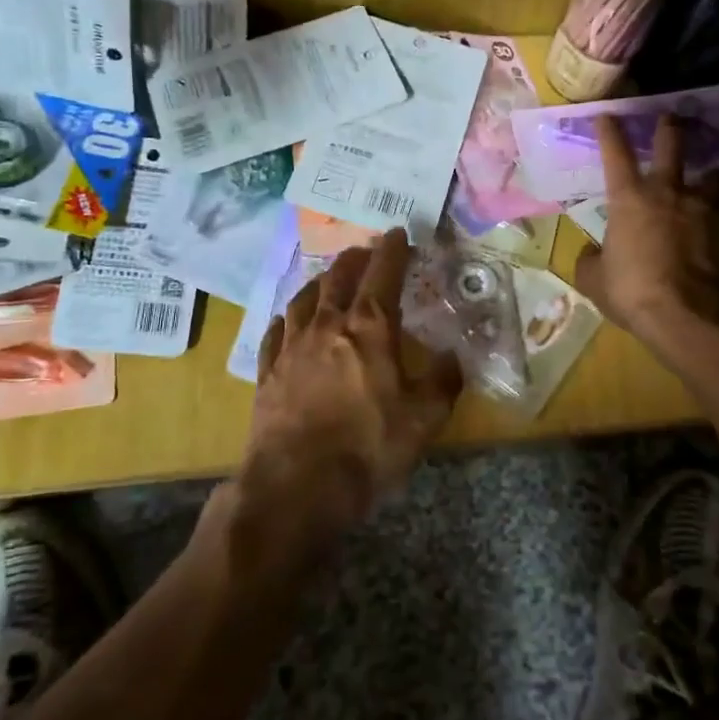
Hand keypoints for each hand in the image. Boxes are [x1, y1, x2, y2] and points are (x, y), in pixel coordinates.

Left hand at [241, 228, 462, 542]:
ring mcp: (291, 347)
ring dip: (320, 282)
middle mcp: (327, 325)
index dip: (393, 249)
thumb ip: (443, 381)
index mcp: (370, 327)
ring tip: (329, 279)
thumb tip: (451, 357)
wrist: (296, 486)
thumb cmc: (368, 447)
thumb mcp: (425, 419)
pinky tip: (289, 321)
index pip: (384, 272)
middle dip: (356, 258)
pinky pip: (276, 332)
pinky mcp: (267, 372)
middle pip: (339, 276)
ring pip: (304, 298)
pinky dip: (288, 318)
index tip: (399, 233)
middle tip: (367, 252)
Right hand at [574, 115, 718, 363]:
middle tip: (672, 119)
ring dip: (710, 177)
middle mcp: (670, 193)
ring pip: (714, 177)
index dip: (610, 131)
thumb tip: (593, 253)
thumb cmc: (633, 293)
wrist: (690, 318)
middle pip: (673, 146)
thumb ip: (591, 260)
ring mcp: (706, 210)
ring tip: (710, 181)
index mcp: (630, 200)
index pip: (616, 154)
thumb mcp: (595, 281)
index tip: (608, 114)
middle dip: (670, 128)